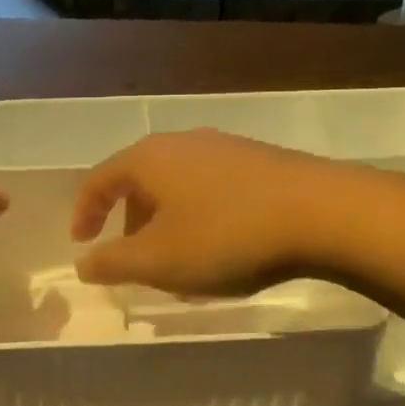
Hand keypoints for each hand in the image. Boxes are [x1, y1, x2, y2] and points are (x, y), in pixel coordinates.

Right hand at [71, 130, 343, 295]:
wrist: (322, 213)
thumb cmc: (226, 237)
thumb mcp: (159, 261)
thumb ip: (113, 263)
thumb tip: (83, 263)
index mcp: (149, 159)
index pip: (100, 179)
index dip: (85, 212)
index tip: (83, 242)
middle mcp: (184, 142)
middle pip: (141, 180)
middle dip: (129, 221)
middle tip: (132, 258)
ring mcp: (226, 147)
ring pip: (179, 184)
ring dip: (167, 221)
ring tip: (179, 260)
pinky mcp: (260, 161)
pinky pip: (212, 188)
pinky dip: (200, 216)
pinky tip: (222, 246)